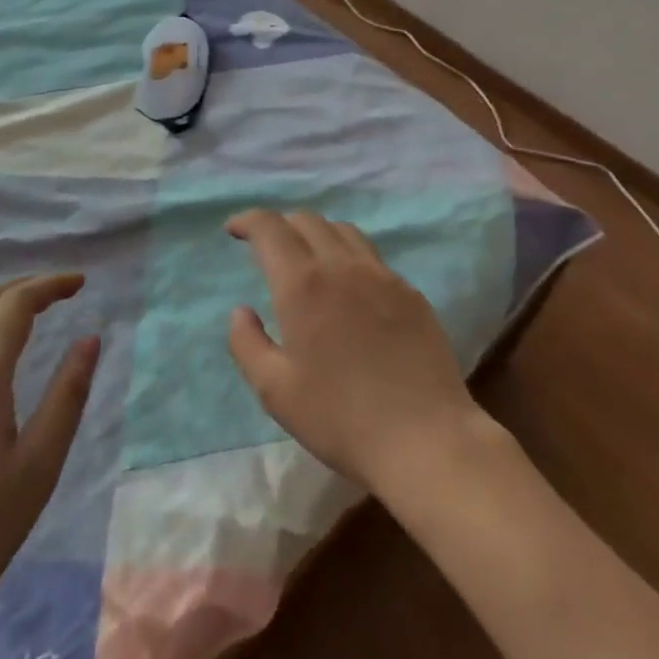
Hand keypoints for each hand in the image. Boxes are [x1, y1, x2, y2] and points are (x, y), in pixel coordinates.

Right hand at [224, 210, 490, 495]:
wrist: (424, 438)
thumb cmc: (340, 418)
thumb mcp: (275, 390)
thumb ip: (247, 343)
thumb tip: (240, 311)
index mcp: (303, 284)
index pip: (270, 228)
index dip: (248, 220)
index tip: (234, 229)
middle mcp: (342, 265)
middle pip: (307, 220)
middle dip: (280, 225)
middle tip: (266, 247)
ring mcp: (382, 275)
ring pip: (343, 231)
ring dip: (316, 234)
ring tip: (307, 259)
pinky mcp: (410, 292)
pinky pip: (372, 257)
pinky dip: (348, 257)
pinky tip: (349, 288)